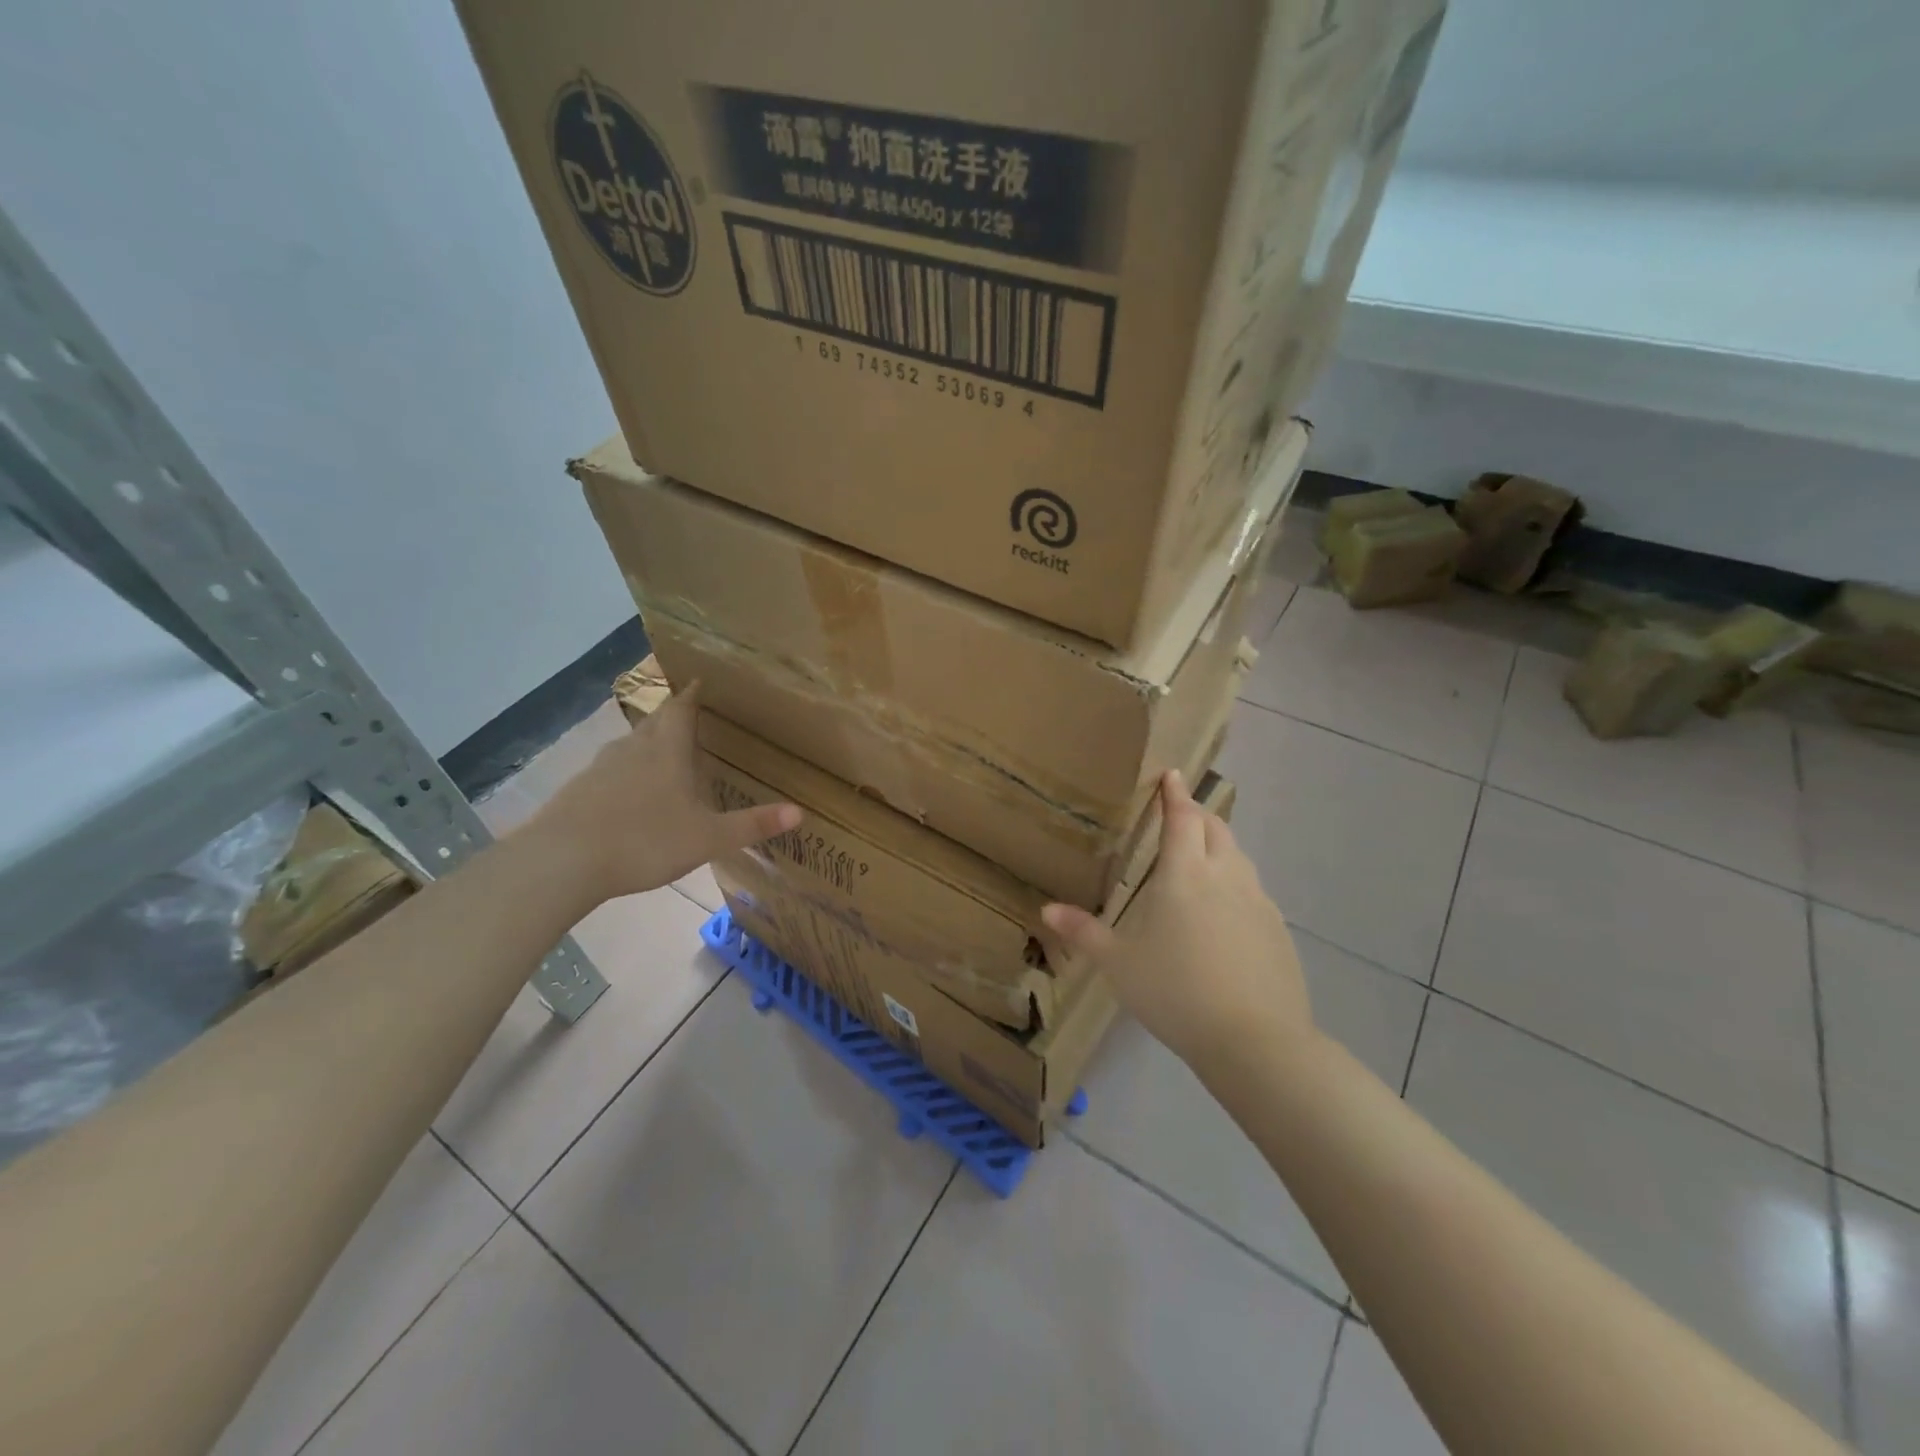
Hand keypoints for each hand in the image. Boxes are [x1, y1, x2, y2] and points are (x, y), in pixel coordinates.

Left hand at [521, 682, 799, 905]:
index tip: (700, 680)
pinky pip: (608, 772)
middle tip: (689, 717)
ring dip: (646, 744)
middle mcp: (633, 750)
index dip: (692, 694)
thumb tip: (800, 812)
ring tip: (662, 754)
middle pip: (654, 722)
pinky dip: (623, 773)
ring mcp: (600, 769)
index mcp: (667, 752)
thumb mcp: (708, 838)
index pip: (681, 710)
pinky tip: (627, 795)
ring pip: (629, 746)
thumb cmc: (644, 840)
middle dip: (672, 716)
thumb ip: (752, 825)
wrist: (562, 861)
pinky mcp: (577, 791)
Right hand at [1042, 771, 1312, 1072]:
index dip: (1175, 794)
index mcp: (1184, 875)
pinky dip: (1236, 883)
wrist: (1255, 1040)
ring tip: (1201, 859)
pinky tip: (1225, 913)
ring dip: (1219, 846)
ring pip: (1239, 857)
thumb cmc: (1176, 993)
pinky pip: (1254, 891)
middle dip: (1198, 814)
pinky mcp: (1277, 929)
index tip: (1172, 774)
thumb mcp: (1119, 964)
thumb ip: (1084, 932)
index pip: (1182, 818)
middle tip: (1180, 815)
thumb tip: (1048, 909)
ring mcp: (1258, 902)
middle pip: (1215, 828)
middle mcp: (1225, 876)